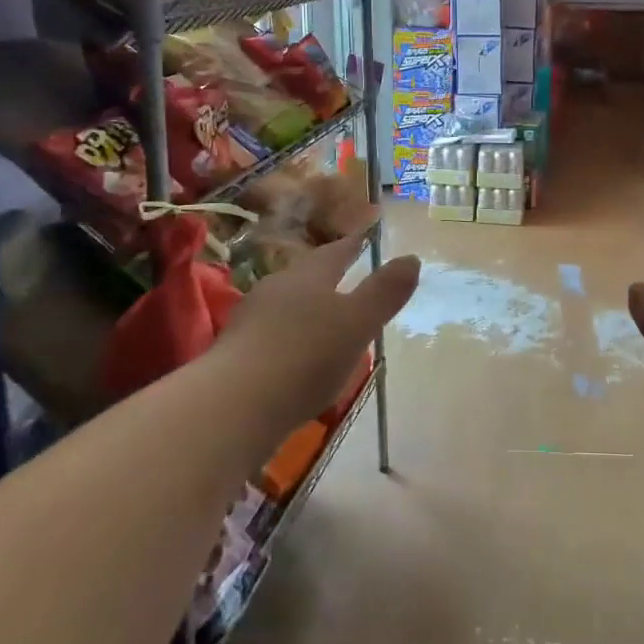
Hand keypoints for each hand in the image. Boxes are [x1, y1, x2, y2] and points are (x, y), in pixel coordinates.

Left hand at [215, 208, 420, 433]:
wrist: (231, 407)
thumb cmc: (305, 356)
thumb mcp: (358, 322)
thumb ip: (385, 292)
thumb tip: (411, 258)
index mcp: (308, 276)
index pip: (336, 252)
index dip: (354, 244)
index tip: (366, 236)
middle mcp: (276, 290)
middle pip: (307, 276)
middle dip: (327, 277)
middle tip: (348, 279)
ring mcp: (250, 322)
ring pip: (286, 306)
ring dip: (306, 311)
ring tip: (325, 323)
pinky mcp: (235, 356)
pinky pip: (271, 337)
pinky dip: (290, 341)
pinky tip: (297, 360)